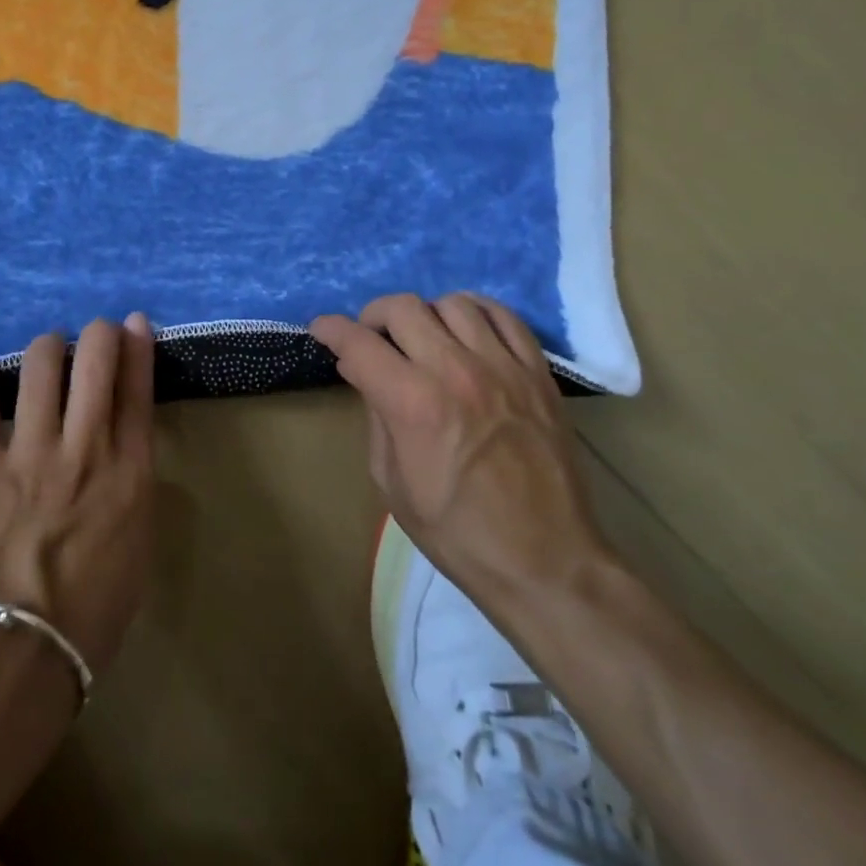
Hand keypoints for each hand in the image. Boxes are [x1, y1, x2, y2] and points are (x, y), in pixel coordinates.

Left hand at [0, 314, 156, 677]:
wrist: (12, 661)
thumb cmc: (88, 621)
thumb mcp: (135, 553)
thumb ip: (131, 495)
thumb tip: (120, 460)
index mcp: (130, 474)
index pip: (138, 390)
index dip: (136, 347)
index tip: (132, 323)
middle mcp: (85, 450)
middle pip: (95, 361)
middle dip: (97, 333)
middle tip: (92, 332)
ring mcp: (30, 454)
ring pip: (41, 367)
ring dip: (47, 347)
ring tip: (47, 350)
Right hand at [312, 293, 610, 599]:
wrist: (545, 562)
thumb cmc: (456, 532)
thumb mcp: (392, 483)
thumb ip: (375, 417)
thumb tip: (361, 371)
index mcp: (413, 403)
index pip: (359, 343)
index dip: (331, 329)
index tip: (321, 330)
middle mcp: (455, 371)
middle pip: (402, 308)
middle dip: (373, 316)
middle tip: (370, 338)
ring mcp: (503, 367)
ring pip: (452, 303)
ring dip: (425, 314)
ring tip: (422, 338)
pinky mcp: (538, 373)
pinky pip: (504, 316)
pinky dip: (476, 312)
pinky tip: (466, 330)